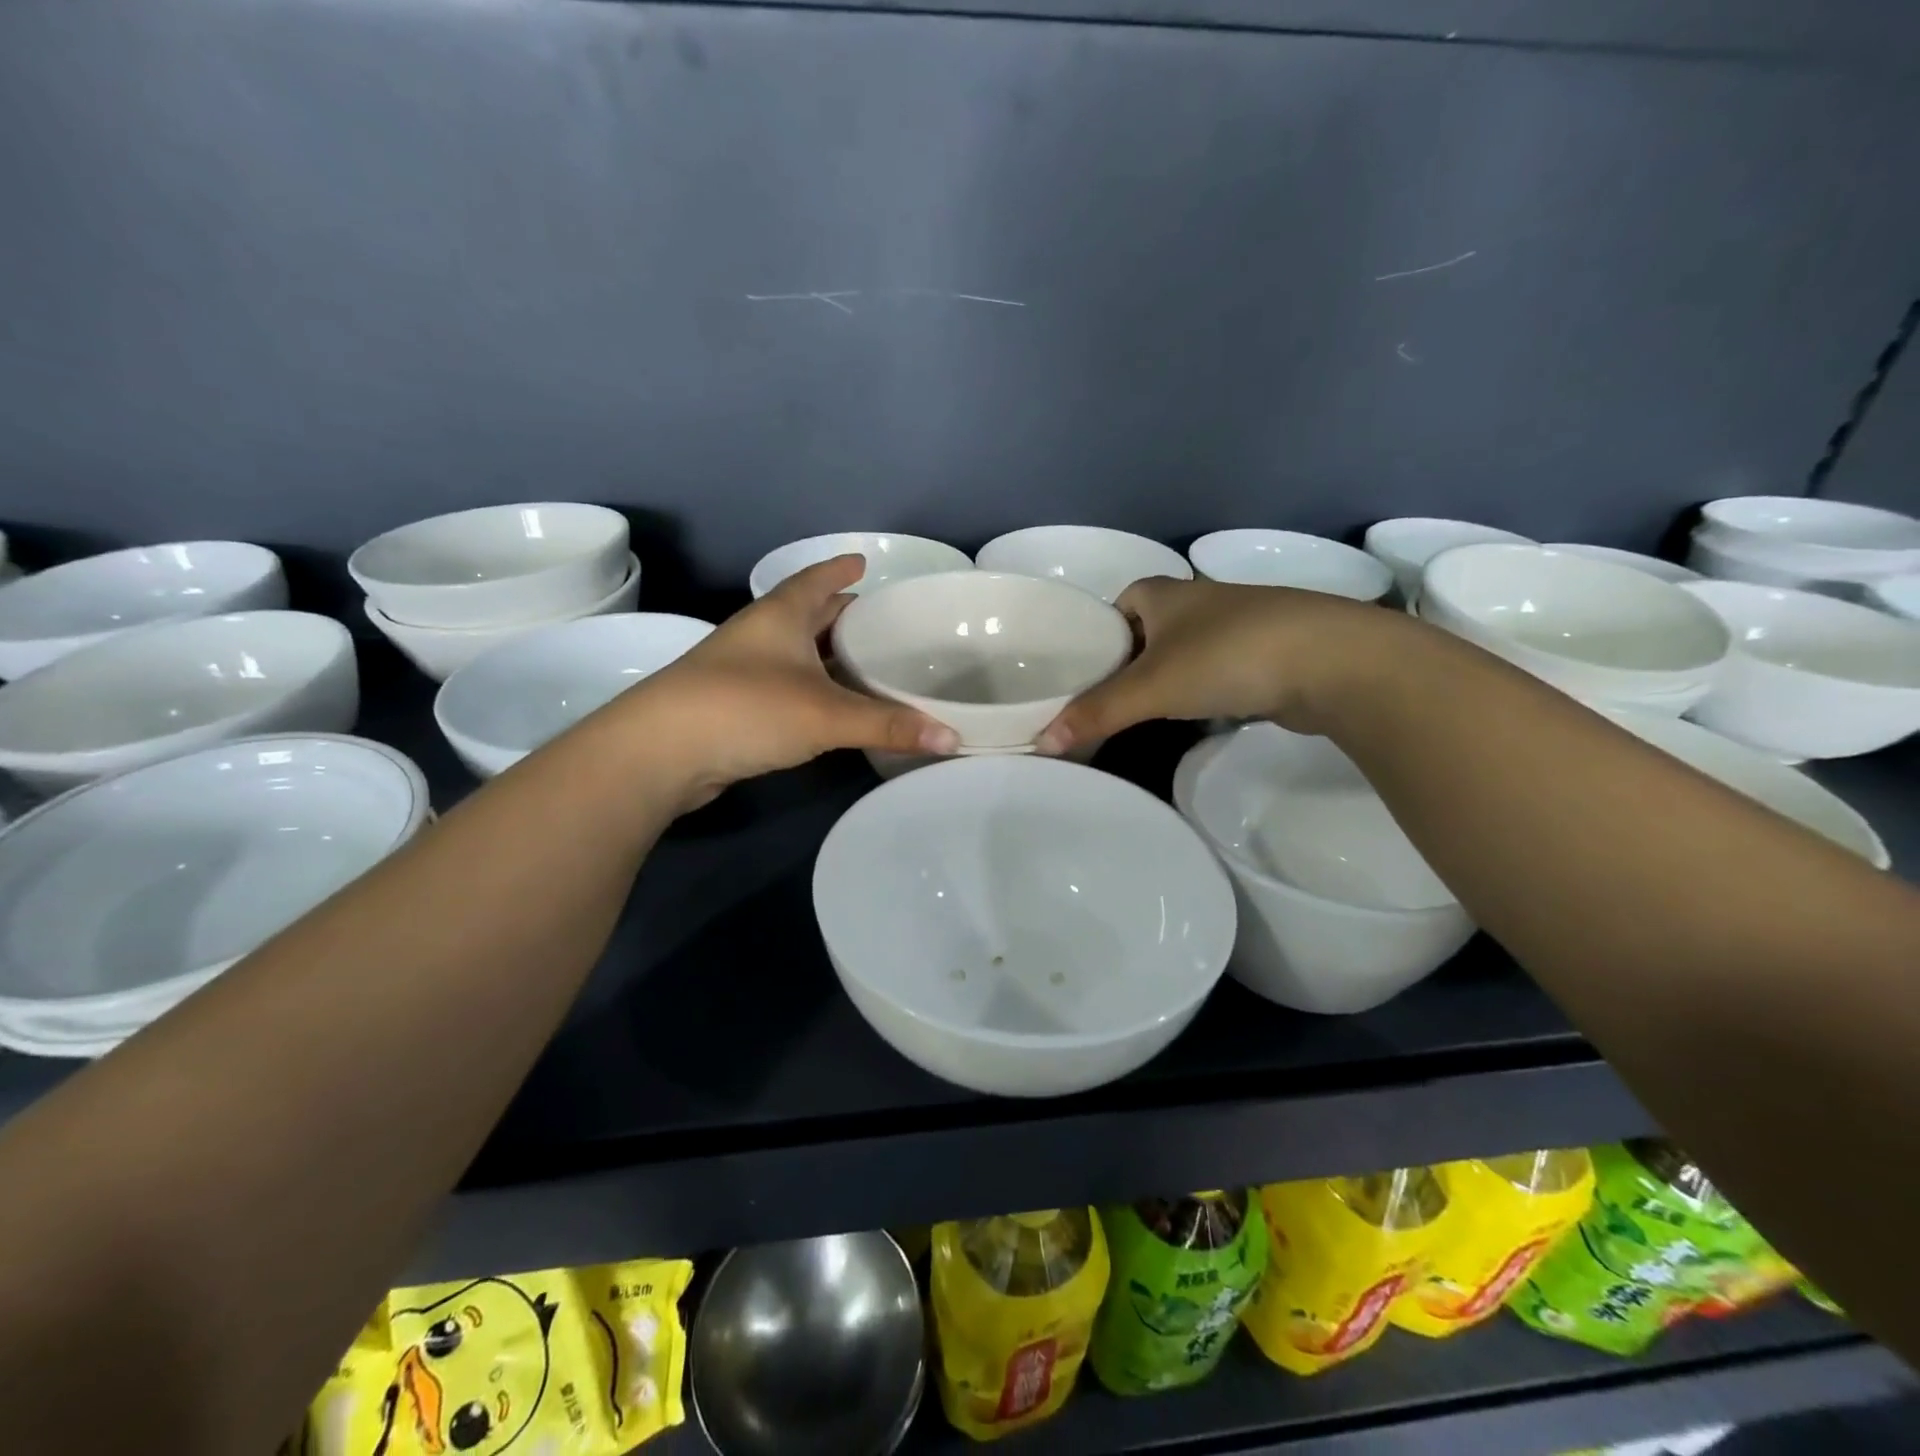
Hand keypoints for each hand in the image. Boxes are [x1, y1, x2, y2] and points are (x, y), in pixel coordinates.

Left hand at [619, 555, 957, 808]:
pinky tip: (829, 706)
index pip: (816, 580)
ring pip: (794, 652)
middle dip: (839, 614)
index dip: (840, 571)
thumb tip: (954, 737)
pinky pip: (785, 685)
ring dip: (824, 654)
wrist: (659, 752)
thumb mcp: (825, 715)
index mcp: (780, 616)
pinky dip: (811, 688)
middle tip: (877, 619)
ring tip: (862, 661)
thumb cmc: (745, 709)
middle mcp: (759, 635)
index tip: (863, 562)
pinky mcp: (733, 706)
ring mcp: (741, 671)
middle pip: (805, 614)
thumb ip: (888, 725)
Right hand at [1035, 576, 1401, 752]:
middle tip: (1103, 700)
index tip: (1083, 669)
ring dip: (1167, 679)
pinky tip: (1194, 718)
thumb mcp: (1151, 687)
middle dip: (1129, 661)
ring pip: (1185, 652)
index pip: (1118, 604)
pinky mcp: (1267, 655)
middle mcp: (1199, 601)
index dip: (1098, 632)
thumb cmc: (1227, 657)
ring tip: (1141, 715)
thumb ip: (1097, 713)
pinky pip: (1218, 671)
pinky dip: (1202, 691)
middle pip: (1149, 630)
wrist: (1333, 662)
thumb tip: (1041, 742)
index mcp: (1164, 593)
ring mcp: (1238, 626)